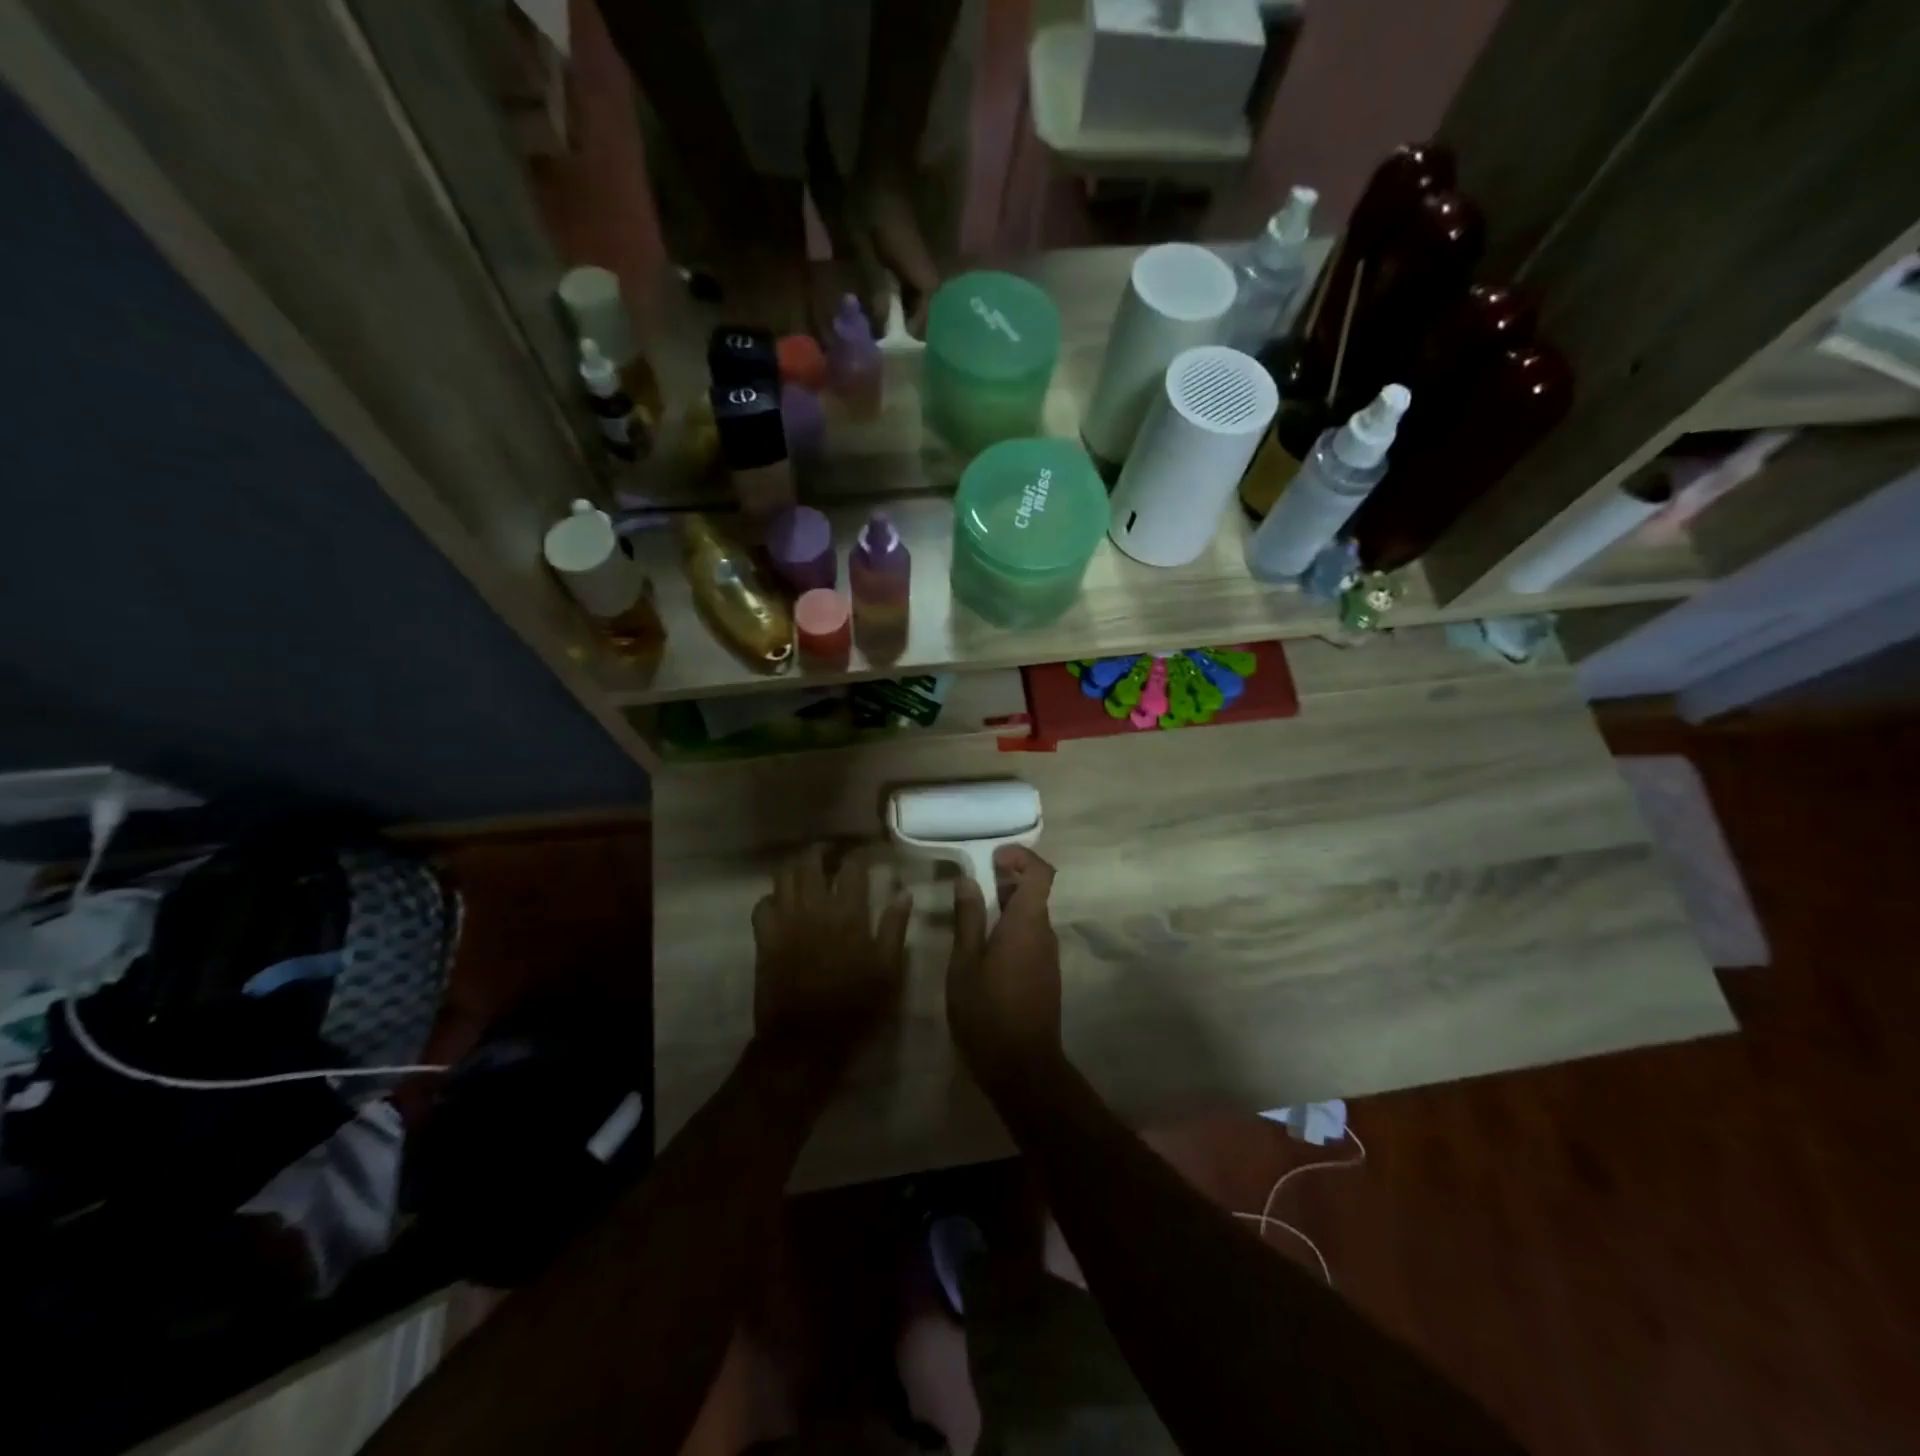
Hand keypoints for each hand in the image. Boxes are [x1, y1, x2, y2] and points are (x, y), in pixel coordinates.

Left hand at [752, 845, 911, 1078]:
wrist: (805, 1041)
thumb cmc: (855, 1006)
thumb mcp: (888, 970)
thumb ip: (895, 928)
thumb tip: (904, 893)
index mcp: (848, 914)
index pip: (851, 867)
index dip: (858, 854)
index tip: (865, 852)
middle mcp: (813, 908)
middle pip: (810, 862)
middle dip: (822, 850)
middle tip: (832, 852)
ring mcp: (785, 922)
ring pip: (783, 876)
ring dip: (797, 867)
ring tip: (808, 869)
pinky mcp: (765, 939)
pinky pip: (762, 904)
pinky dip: (773, 897)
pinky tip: (784, 902)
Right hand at [947, 846, 1062, 1090]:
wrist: (1023, 1068)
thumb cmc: (987, 1012)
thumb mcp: (965, 963)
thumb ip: (968, 918)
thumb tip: (968, 880)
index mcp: (1028, 924)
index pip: (1041, 872)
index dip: (1021, 857)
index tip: (992, 858)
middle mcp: (1045, 934)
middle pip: (1036, 892)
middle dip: (1007, 879)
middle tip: (973, 883)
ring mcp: (1048, 956)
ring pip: (1032, 916)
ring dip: (1007, 905)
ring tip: (972, 914)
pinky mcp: (1045, 975)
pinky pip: (1031, 937)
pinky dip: (1011, 928)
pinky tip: (984, 947)